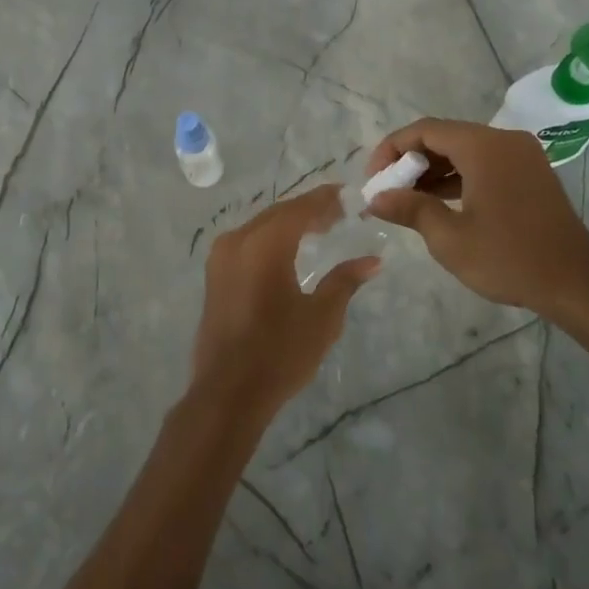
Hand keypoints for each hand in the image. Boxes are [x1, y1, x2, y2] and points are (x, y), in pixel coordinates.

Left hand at [191, 185, 379, 423]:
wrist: (227, 392)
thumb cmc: (279, 353)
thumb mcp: (322, 317)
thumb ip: (345, 281)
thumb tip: (373, 260)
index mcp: (265, 244)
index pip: (301, 208)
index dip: (325, 199)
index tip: (349, 196)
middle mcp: (239, 239)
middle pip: (279, 213)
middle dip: (309, 210)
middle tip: (340, 215)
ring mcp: (222, 255)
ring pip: (261, 225)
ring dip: (290, 224)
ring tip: (320, 230)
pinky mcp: (215, 273)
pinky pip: (248, 241)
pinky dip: (271, 239)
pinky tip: (290, 251)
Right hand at [365, 118, 588, 331]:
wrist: (578, 285)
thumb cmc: (509, 258)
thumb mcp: (449, 238)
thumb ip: (410, 209)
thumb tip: (376, 199)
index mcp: (484, 146)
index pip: (425, 130)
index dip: (392, 149)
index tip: (374, 178)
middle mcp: (504, 140)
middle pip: (444, 136)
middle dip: (411, 161)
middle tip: (388, 190)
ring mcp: (522, 156)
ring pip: (464, 150)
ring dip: (433, 170)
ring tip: (407, 200)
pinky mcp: (531, 174)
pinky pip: (484, 163)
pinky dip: (458, 177)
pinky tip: (439, 202)